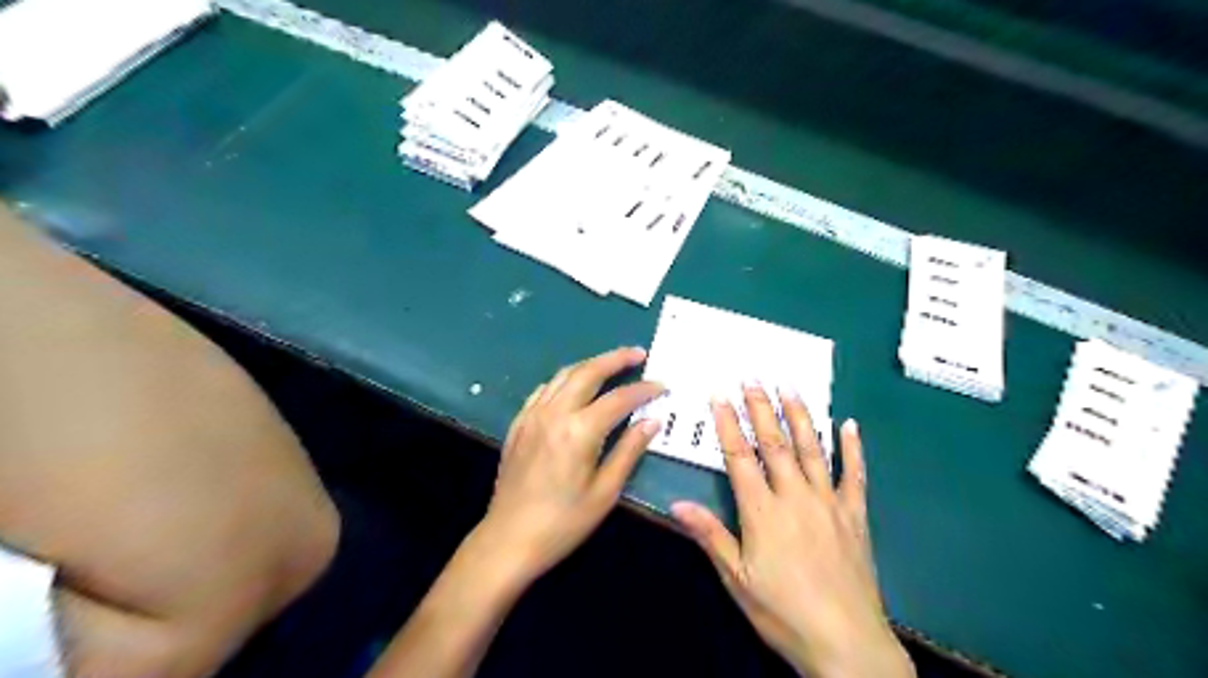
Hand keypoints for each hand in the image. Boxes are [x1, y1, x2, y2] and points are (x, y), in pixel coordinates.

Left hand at [471, 347, 664, 584]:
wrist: (509, 539)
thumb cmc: (564, 522)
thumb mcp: (605, 491)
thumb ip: (629, 451)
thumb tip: (652, 421)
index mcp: (579, 431)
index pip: (619, 399)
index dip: (643, 390)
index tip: (662, 386)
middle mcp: (554, 413)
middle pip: (588, 372)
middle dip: (616, 359)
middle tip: (638, 353)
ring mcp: (532, 415)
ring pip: (564, 375)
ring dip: (590, 364)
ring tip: (611, 363)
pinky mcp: (519, 423)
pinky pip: (544, 389)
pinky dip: (565, 380)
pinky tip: (574, 385)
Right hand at [670, 386, 916, 677]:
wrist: (846, 643)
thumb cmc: (783, 612)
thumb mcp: (738, 580)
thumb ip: (710, 536)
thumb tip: (678, 503)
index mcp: (763, 512)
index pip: (741, 458)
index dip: (728, 425)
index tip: (720, 396)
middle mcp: (796, 497)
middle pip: (776, 444)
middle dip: (762, 408)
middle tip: (753, 379)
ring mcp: (829, 503)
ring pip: (812, 449)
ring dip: (800, 416)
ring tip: (790, 388)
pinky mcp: (856, 515)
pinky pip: (855, 474)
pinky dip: (852, 448)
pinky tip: (849, 424)